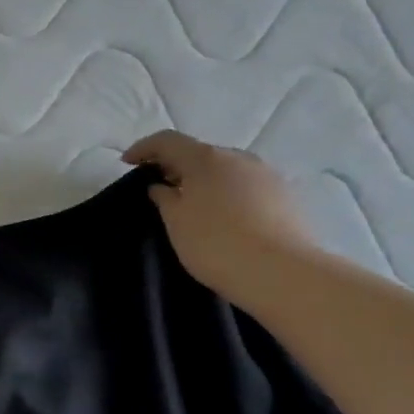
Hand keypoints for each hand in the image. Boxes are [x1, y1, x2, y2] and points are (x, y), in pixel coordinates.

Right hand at [123, 131, 319, 307]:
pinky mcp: (286, 196)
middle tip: (159, 186)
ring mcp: (267, 175)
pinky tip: (223, 217)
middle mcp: (239, 158)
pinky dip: (228, 193)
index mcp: (206, 158)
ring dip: (204, 180)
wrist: (281, 273)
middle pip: (200, 153)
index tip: (127, 163)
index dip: (143, 148)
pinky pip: (247, 186)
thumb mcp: (175, 221)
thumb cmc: (215, 243)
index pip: (168, 141)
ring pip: (226, 169)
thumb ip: (163, 198)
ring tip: (192, 204)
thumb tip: (161, 186)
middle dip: (176, 165)